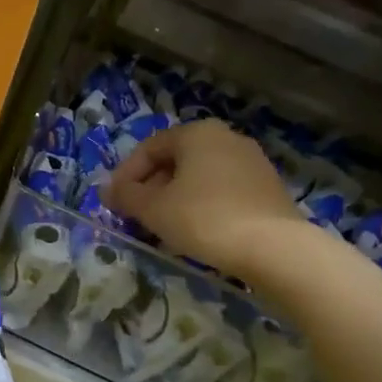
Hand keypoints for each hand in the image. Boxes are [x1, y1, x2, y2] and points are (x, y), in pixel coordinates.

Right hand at [107, 119, 305, 275]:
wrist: (274, 248)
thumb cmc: (204, 219)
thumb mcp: (154, 209)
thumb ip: (126, 196)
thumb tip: (108, 191)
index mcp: (197, 133)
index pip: (149, 148)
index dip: (125, 175)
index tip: (113, 202)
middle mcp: (226, 138)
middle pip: (175, 161)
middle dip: (151, 188)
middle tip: (136, 216)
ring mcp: (252, 162)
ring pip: (199, 177)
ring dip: (175, 198)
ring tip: (163, 227)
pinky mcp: (267, 188)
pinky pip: (222, 190)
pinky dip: (201, 205)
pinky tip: (196, 231)